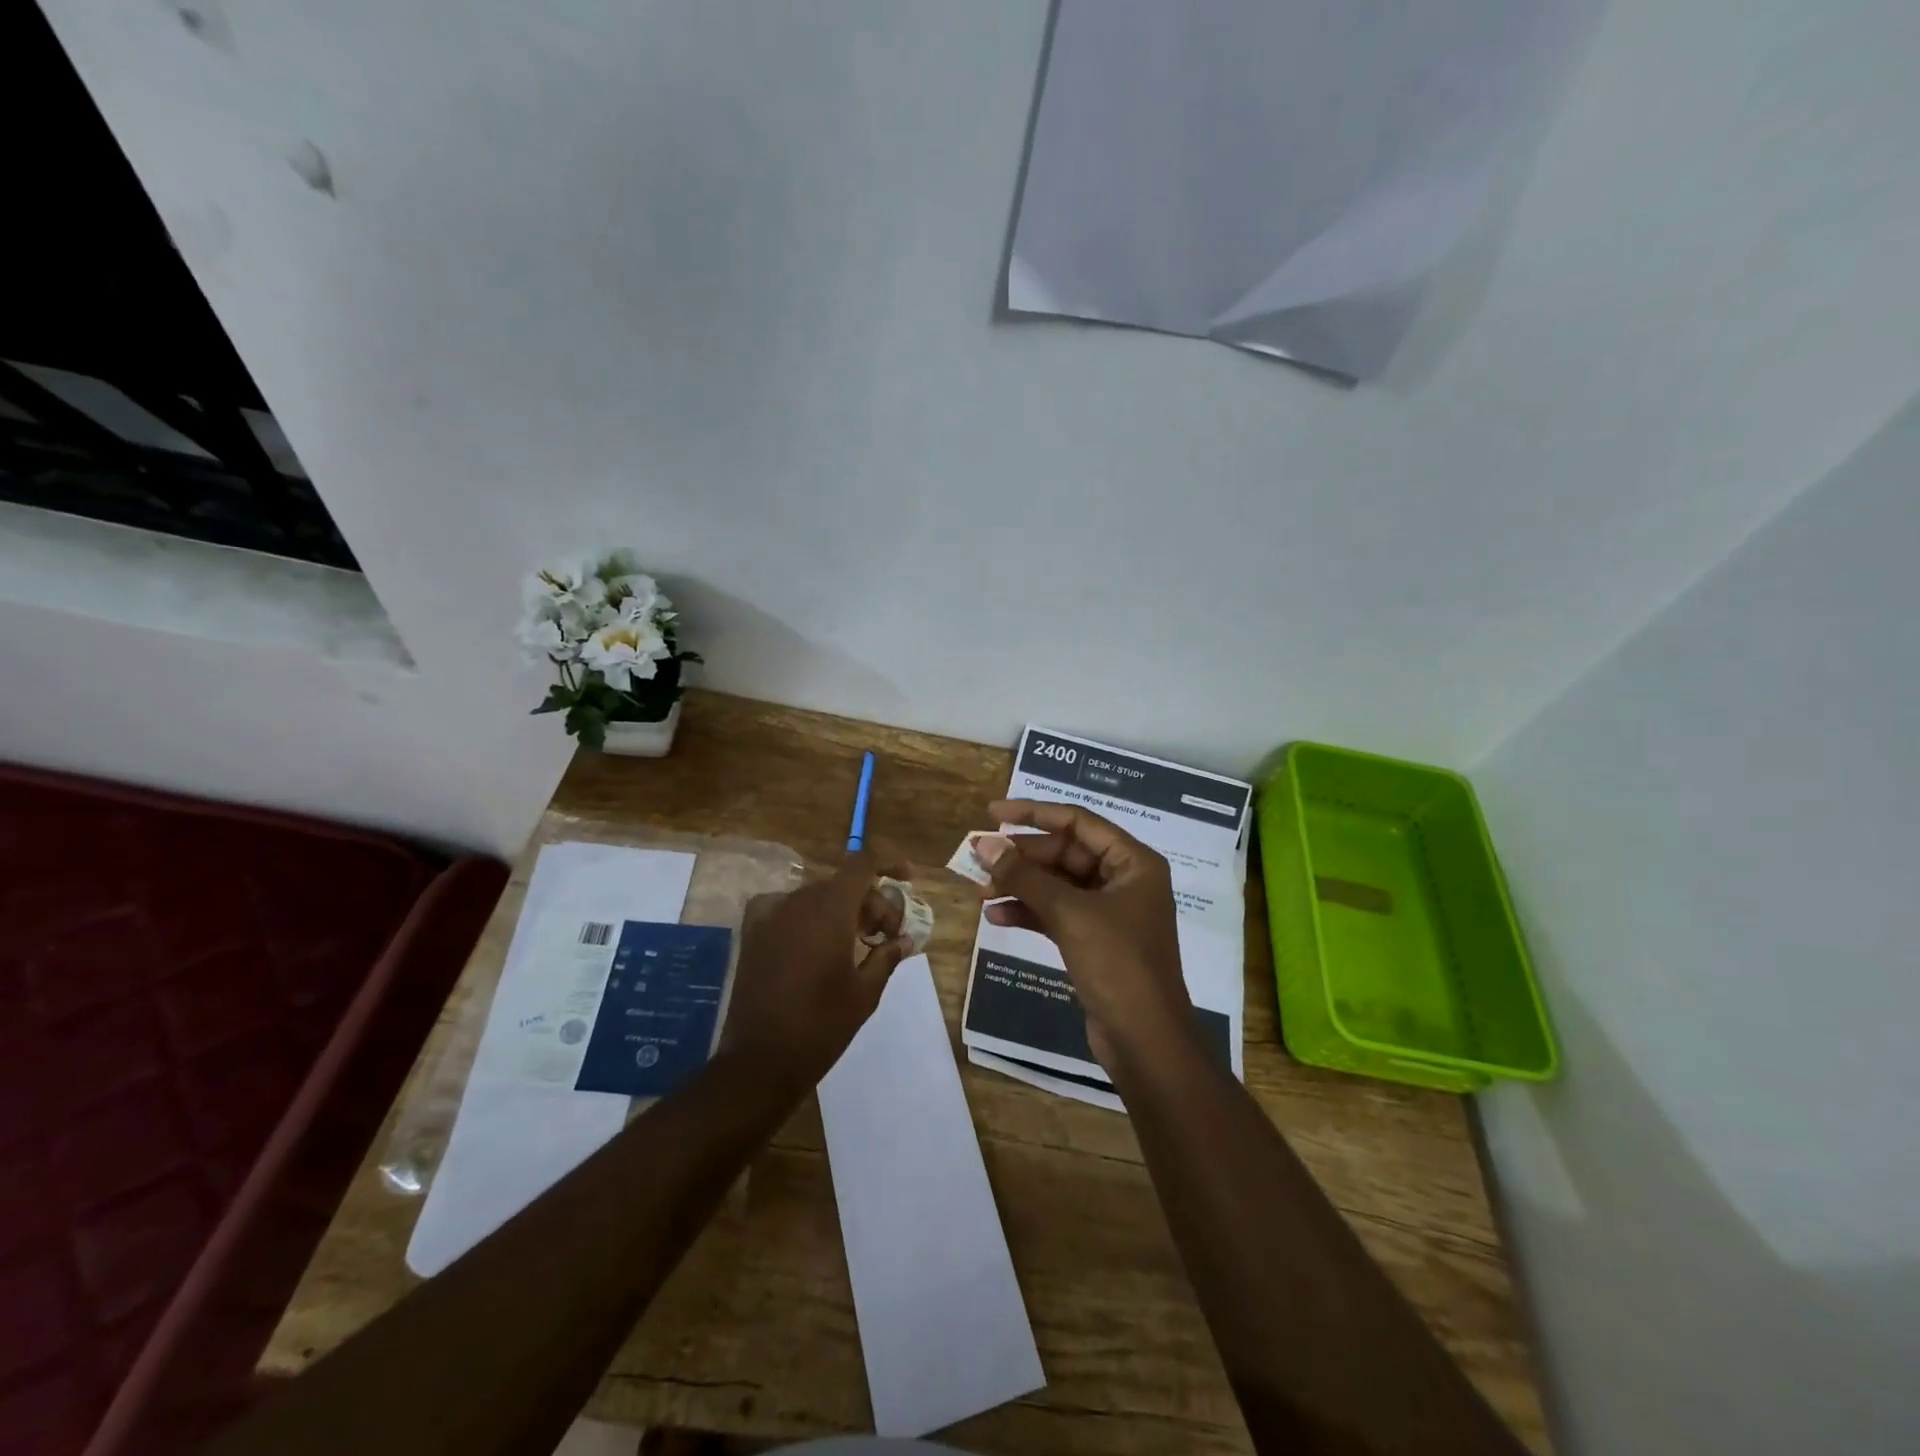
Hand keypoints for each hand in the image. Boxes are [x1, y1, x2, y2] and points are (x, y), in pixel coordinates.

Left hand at [721, 848, 914, 1093]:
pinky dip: (807, 915)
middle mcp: (798, 901)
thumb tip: (905, 940)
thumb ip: (887, 956)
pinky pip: (786, 908)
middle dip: (870, 903)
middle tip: (886, 935)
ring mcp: (770, 915)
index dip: (888, 864)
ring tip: (857, 943)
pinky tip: (815, 941)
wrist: (760, 1060)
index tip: (907, 879)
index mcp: (830, 909)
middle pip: (843, 884)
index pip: (863, 865)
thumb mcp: (865, 992)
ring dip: (842, 910)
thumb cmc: (821, 1026)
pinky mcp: (752, 932)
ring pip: (817, 896)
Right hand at [974, 800, 1193, 1069]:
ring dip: (1020, 885)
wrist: (1145, 1040)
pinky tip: (996, 917)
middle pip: (1064, 853)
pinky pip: (1056, 913)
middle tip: (979, 858)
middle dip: (1022, 857)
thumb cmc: (1117, 963)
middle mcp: (1123, 880)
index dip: (1033, 813)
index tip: (992, 813)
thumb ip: (1024, 876)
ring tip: (980, 891)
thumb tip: (984, 844)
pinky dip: (1028, 912)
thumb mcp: (1069, 913)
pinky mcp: (1094, 940)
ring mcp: (1109, 912)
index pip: (1077, 822)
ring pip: (1057, 885)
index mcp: (1132, 861)